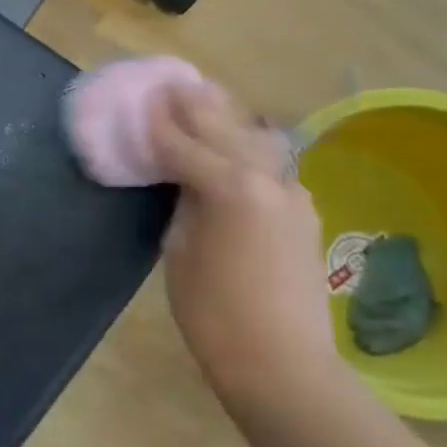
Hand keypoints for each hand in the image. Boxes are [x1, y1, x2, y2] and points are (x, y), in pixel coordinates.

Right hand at [148, 82, 344, 399]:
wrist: (282, 362)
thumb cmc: (213, 313)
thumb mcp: (179, 252)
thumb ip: (184, 204)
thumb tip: (186, 181)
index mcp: (228, 188)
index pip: (184, 143)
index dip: (159, 123)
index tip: (143, 99)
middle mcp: (266, 179)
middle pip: (225, 128)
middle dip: (197, 105)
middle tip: (174, 84)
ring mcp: (292, 193)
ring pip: (256, 140)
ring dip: (228, 120)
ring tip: (206, 103)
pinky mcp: (304, 212)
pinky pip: (271, 165)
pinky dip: (248, 147)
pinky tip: (236, 147)